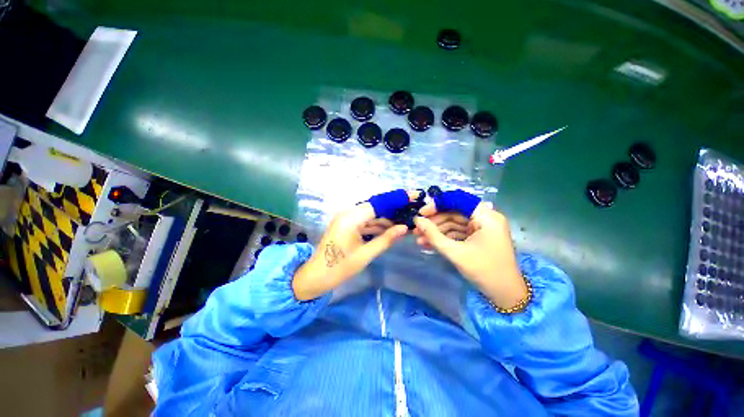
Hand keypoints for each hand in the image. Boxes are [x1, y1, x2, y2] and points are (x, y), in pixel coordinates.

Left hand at [292, 190, 418, 300]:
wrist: (316, 276)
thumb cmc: (340, 267)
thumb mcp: (366, 254)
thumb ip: (386, 239)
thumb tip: (404, 228)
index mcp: (351, 218)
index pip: (379, 204)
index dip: (397, 199)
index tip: (413, 196)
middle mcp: (348, 213)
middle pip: (376, 207)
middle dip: (393, 209)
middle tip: (411, 211)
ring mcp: (346, 219)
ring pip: (371, 214)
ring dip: (386, 219)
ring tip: (404, 221)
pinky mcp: (346, 225)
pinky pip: (365, 221)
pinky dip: (377, 225)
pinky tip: (390, 229)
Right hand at [413, 192, 527, 309]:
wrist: (505, 294)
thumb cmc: (484, 271)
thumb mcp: (455, 252)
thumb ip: (433, 235)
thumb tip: (417, 220)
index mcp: (486, 217)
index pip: (458, 200)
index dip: (437, 204)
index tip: (421, 213)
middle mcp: (485, 218)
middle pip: (454, 212)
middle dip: (434, 221)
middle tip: (416, 228)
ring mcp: (482, 228)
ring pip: (454, 223)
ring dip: (437, 231)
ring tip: (419, 238)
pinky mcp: (478, 237)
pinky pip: (458, 232)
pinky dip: (444, 237)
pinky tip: (429, 243)